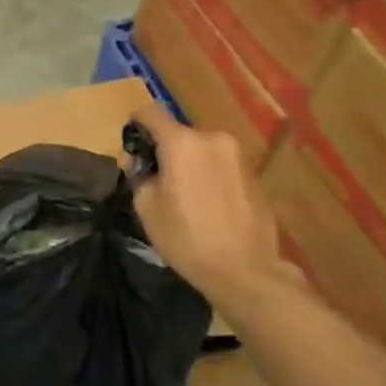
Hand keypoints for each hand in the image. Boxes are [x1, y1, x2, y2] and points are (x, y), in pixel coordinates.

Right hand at [128, 107, 293, 310]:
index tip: (131, 144)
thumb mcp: (146, 208)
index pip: (150, 113)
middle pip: (178, 133)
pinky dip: (209, 175)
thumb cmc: (187, 238)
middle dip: (164, 150)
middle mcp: (212, 139)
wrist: (247, 272)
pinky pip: (221, 164)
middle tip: (157, 179)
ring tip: (184, 195)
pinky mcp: (254, 174)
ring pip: (201, 149)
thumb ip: (139, 175)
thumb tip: (140, 162)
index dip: (136, 124)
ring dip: (189, 163)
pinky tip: (208, 204)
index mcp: (182, 142)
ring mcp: (237, 155)